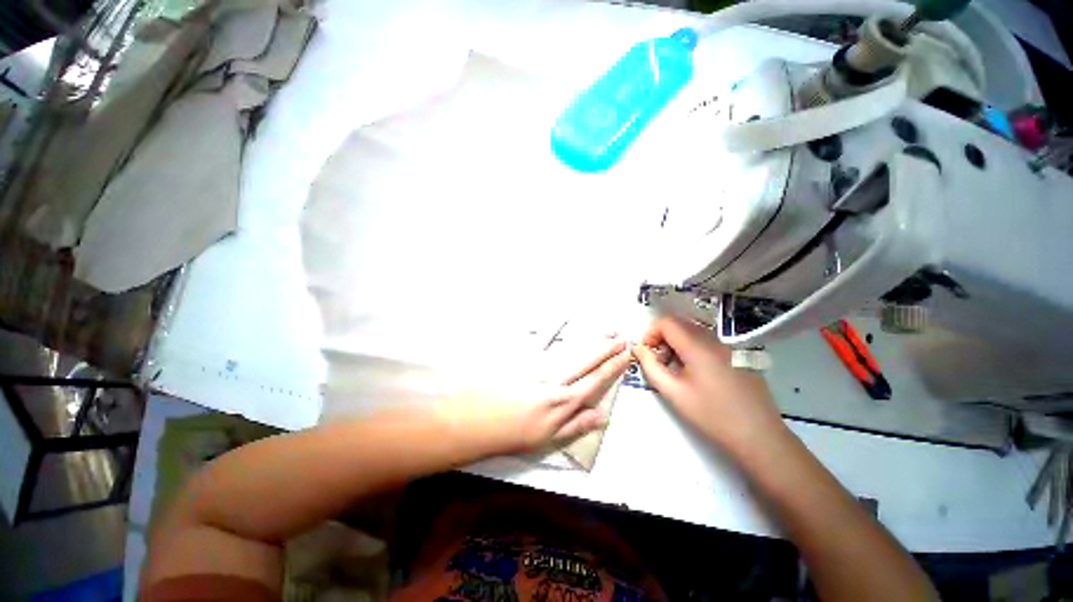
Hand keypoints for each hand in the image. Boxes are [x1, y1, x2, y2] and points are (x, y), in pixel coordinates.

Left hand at [440, 339, 631, 454]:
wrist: (477, 420)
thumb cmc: (512, 433)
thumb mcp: (548, 438)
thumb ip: (576, 425)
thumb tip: (603, 415)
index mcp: (563, 401)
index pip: (595, 380)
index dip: (613, 367)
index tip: (626, 355)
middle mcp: (556, 379)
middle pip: (588, 361)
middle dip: (607, 349)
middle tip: (622, 338)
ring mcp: (540, 365)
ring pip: (572, 349)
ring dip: (591, 339)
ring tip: (606, 331)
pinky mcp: (524, 356)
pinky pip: (542, 339)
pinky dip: (554, 327)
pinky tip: (565, 318)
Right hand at [632, 317, 785, 454]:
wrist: (760, 437)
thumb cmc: (711, 415)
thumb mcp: (673, 392)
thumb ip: (650, 366)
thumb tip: (638, 349)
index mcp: (697, 345)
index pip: (666, 322)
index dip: (650, 333)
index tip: (646, 353)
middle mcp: (714, 340)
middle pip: (680, 324)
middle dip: (662, 337)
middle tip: (657, 361)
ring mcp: (729, 348)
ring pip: (694, 333)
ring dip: (677, 344)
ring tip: (675, 369)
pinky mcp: (738, 357)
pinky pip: (708, 343)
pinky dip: (693, 349)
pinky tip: (697, 375)